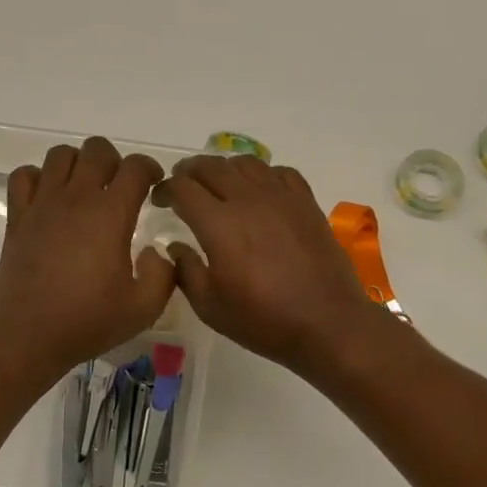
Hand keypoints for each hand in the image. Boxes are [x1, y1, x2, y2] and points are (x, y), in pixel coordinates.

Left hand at [0, 138, 173, 380]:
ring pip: (60, 155)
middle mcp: (76, 198)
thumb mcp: (144, 308)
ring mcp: (42, 204)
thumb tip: (157, 251)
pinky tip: (49, 199)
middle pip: (97, 149)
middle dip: (115, 161)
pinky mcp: (17, 217)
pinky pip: (24, 176)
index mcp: (110, 214)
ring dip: (78, 164)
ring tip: (86, 189)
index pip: (135, 167)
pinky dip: (39, 178)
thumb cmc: (88, 321)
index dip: (150, 169)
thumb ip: (164, 274)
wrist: (27, 336)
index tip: (154, 186)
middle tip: (120, 188)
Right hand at [153, 155, 381, 373]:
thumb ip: (185, 271)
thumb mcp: (210, 306)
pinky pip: (279, 172)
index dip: (165, 189)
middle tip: (182, 186)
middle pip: (211, 167)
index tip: (159, 200)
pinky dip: (261, 174)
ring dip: (224, 168)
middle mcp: (248, 199)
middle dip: (189, 172)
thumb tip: (174, 246)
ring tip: (218, 184)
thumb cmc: (263, 320)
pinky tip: (259, 191)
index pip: (182, 188)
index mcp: (219, 224)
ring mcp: (281, 197)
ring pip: (245, 163)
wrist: (327, 323)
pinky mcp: (306, 202)